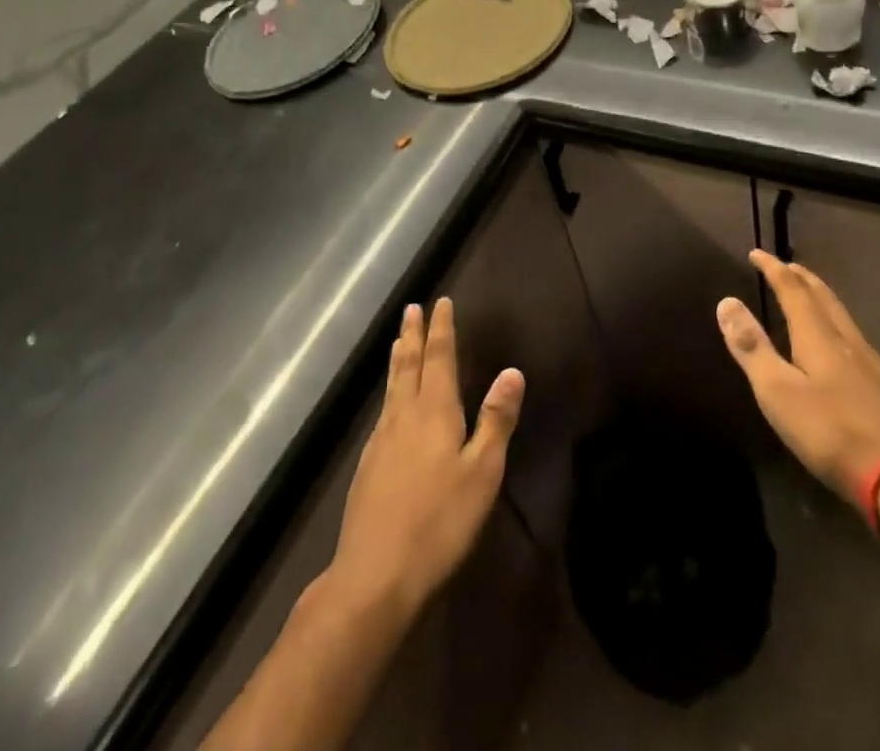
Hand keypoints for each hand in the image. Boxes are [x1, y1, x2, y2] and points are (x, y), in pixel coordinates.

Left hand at [328, 299, 524, 621]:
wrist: (374, 577)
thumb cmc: (439, 522)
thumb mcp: (483, 472)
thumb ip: (496, 420)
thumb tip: (512, 371)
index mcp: (435, 412)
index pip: (439, 358)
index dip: (441, 329)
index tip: (440, 302)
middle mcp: (404, 416)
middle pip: (408, 365)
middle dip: (412, 334)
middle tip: (412, 308)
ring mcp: (380, 441)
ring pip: (392, 388)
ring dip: (398, 359)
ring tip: (398, 342)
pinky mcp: (367, 467)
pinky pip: (383, 412)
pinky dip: (390, 392)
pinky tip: (390, 406)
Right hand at [716, 250, 879, 503]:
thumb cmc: (829, 432)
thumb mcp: (777, 391)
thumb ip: (752, 347)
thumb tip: (727, 301)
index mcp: (818, 336)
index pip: (793, 290)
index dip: (773, 269)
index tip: (756, 253)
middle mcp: (846, 339)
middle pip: (822, 296)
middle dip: (801, 277)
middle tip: (784, 266)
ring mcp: (869, 362)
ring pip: (841, 314)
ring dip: (820, 296)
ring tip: (807, 294)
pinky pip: (852, 335)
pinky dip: (835, 321)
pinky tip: (839, 342)